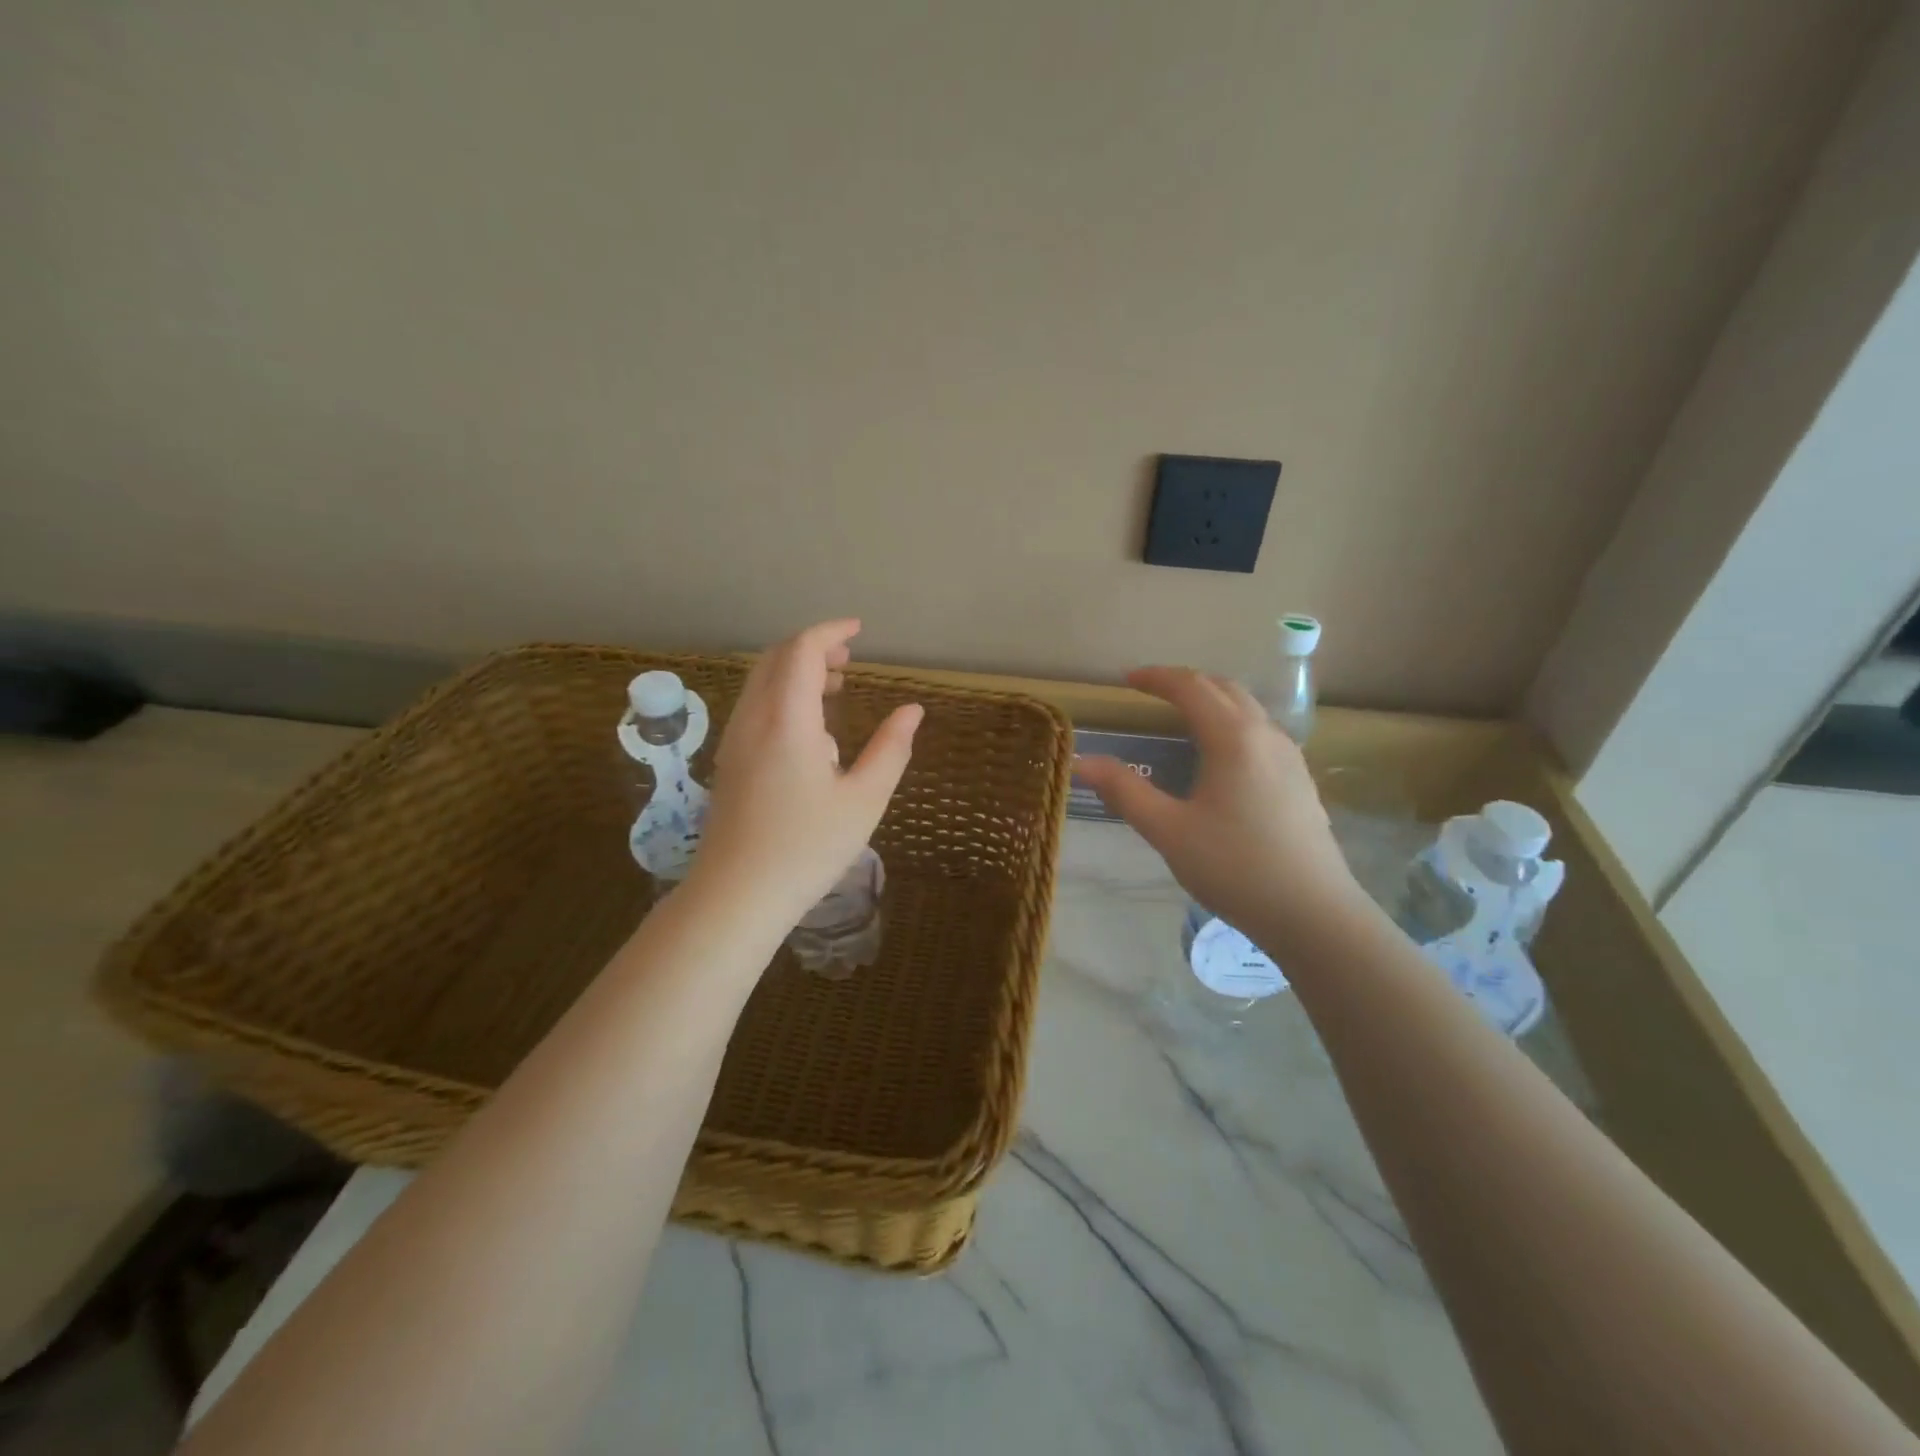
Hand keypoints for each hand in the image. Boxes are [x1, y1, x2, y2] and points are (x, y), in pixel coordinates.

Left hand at [689, 619, 921, 934]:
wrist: (736, 896)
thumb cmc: (807, 848)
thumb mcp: (864, 800)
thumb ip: (891, 749)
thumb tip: (912, 711)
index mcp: (788, 720)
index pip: (803, 651)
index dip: (831, 632)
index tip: (859, 630)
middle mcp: (753, 719)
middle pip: (776, 658)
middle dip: (813, 647)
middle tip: (849, 659)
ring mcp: (735, 740)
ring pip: (760, 681)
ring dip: (796, 671)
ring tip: (835, 689)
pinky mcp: (729, 761)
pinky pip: (754, 706)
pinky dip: (782, 695)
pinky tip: (810, 731)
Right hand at [1074, 668, 1364, 948]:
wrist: (1313, 913)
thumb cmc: (1235, 867)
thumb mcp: (1169, 831)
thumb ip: (1125, 791)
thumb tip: (1083, 762)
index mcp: (1233, 738)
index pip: (1191, 687)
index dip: (1156, 678)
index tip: (1126, 680)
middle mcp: (1266, 735)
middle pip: (1224, 689)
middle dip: (1185, 683)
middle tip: (1151, 692)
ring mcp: (1290, 757)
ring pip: (1248, 709)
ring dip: (1213, 701)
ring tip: (1183, 717)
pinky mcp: (1300, 781)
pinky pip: (1262, 732)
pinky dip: (1233, 724)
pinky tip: (1221, 757)